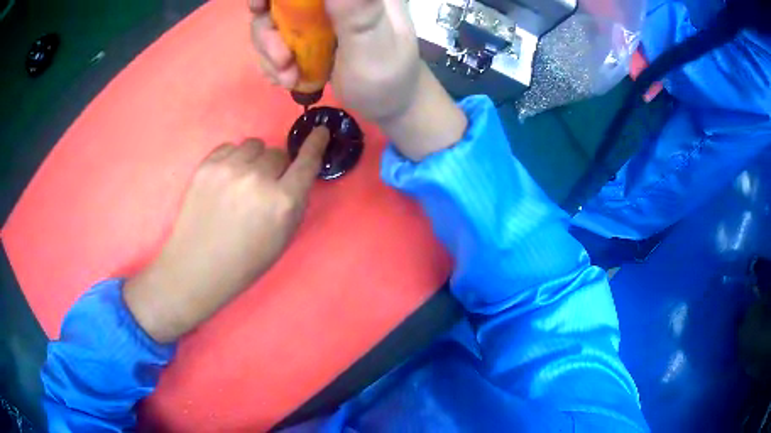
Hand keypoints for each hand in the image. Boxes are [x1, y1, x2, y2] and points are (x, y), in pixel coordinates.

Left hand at [124, 128, 329, 342]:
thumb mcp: (283, 237)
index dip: (316, 144)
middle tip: (262, 188)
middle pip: (277, 153)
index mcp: (282, 201)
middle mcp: (258, 178)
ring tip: (242, 181)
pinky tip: (225, 180)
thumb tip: (297, 175)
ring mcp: (230, 168)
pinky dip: (233, 158)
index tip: (321, 131)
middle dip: (275, 168)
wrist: (198, 267)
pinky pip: (230, 146)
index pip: (307, 162)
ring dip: (254, 160)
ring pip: (254, 145)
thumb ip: (295, 202)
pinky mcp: (207, 165)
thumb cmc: (245, 261)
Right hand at [250, 0, 467, 160]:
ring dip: (269, 51)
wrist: (386, 104)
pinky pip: (274, 39)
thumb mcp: (375, 49)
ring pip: (270, 19)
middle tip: (280, 58)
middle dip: (267, 29)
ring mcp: (318, 14)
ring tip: (288, 77)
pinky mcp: (307, 33)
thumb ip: (359, 13)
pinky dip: (273, 60)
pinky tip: (287, 78)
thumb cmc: (386, 80)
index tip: (261, 8)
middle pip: (279, 1)